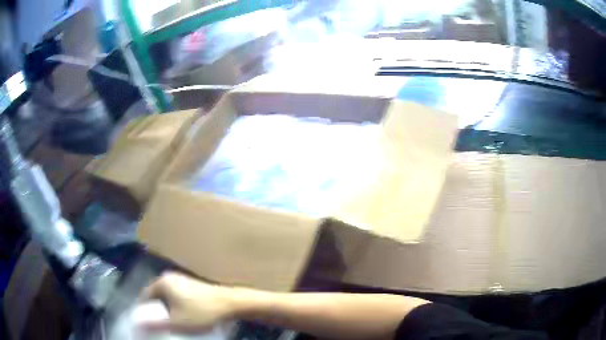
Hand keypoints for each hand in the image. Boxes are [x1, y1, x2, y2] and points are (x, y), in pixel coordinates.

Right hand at [140, 272, 235, 332]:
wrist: (232, 304)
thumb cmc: (201, 313)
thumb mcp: (176, 322)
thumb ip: (155, 324)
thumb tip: (137, 325)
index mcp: (162, 282)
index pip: (145, 296)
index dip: (144, 311)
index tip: (146, 324)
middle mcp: (170, 277)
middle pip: (156, 296)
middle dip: (155, 311)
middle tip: (158, 325)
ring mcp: (183, 280)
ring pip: (167, 297)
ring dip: (166, 310)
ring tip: (170, 323)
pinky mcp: (193, 286)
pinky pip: (177, 297)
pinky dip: (176, 307)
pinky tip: (182, 317)